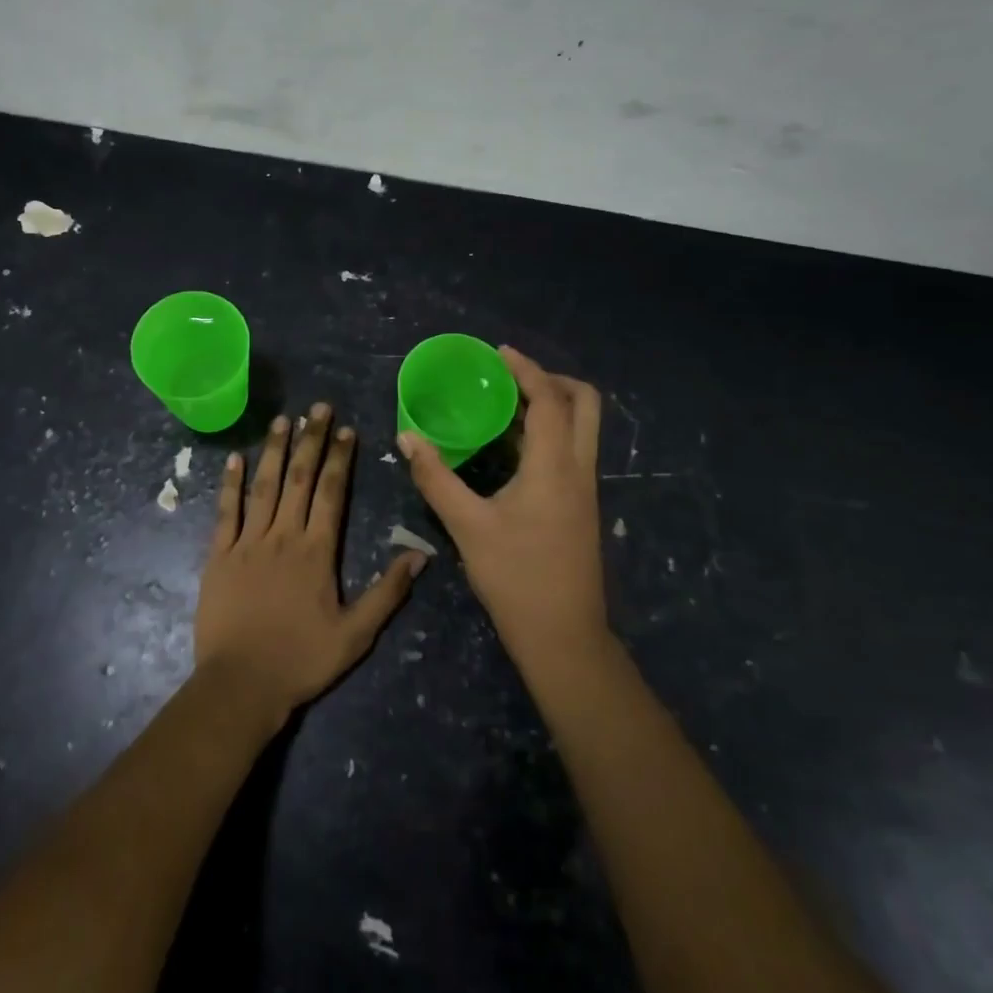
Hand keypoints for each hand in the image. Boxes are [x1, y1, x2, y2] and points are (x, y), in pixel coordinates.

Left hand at [194, 404, 424, 725]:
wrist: (241, 685)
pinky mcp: (219, 555)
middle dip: (311, 439)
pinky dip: (230, 483)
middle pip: (301, 478)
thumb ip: (388, 592)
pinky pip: (225, 512)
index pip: (332, 492)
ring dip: (275, 450)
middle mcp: (284, 535)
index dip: (340, 458)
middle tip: (318, 407)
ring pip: (264, 486)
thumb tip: (420, 555)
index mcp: (317, 551)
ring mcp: (248, 542)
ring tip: (282, 419)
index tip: (346, 429)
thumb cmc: (301, 660)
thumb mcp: (356, 635)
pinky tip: (236, 458)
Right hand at [398, 347, 607, 667]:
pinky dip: (549, 432)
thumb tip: (407, 437)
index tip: (499, 353)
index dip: (527, 370)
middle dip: (551, 379)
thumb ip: (436, 478)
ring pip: (582, 427)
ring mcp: (586, 489)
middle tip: (511, 378)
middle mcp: (579, 469)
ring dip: (551, 405)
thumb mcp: (468, 527)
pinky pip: (572, 449)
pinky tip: (511, 448)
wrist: (564, 639)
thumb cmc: (516, 579)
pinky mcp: (582, 506)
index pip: (550, 400)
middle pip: (585, 403)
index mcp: (555, 467)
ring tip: (505, 405)